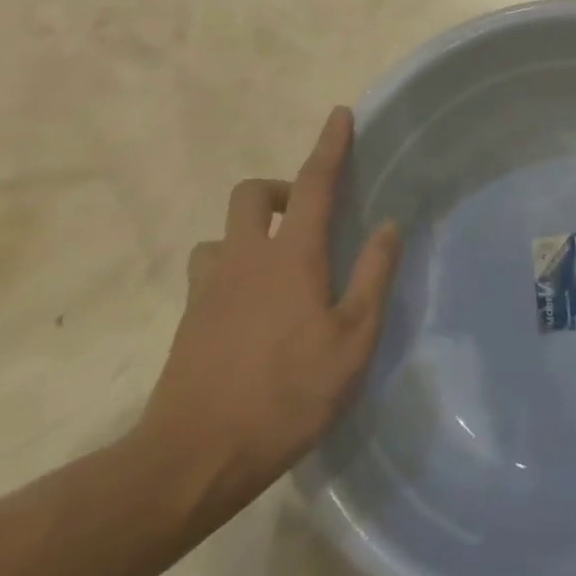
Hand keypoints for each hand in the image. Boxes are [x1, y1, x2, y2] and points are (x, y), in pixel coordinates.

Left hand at [138, 107, 401, 505]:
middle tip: (305, 216)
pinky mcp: (188, 320)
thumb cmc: (286, 395)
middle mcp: (246, 258)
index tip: (339, 114)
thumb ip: (373, 276)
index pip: (314, 183)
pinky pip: (207, 271)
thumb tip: (388, 225)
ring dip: (248, 232)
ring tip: (274, 264)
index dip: (329, 146)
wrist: (191, 461)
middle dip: (279, 189)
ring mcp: (210, 288)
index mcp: (291, 256)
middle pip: (252, 194)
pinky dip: (228, 269)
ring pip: (222, 233)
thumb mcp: (352, 340)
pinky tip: (247, 306)